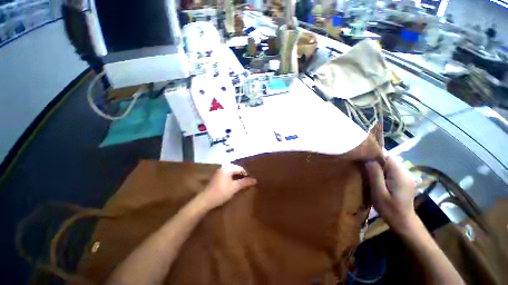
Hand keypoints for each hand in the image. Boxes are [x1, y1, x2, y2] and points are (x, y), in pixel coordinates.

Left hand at [200, 164, 256, 209]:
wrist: (205, 200)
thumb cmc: (221, 192)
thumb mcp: (234, 187)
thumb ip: (244, 182)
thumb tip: (255, 180)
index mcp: (227, 168)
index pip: (240, 168)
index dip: (245, 174)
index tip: (249, 181)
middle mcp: (222, 168)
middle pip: (235, 169)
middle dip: (241, 175)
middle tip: (245, 182)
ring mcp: (218, 172)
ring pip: (230, 172)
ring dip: (236, 176)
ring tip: (240, 183)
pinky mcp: (216, 177)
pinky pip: (226, 175)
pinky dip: (231, 178)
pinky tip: (232, 184)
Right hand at [365, 156, 416, 232]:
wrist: (404, 223)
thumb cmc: (390, 209)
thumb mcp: (379, 192)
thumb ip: (375, 175)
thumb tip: (368, 159)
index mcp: (400, 175)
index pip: (388, 157)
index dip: (375, 155)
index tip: (362, 158)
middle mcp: (406, 173)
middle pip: (389, 159)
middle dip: (376, 160)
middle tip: (363, 165)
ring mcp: (407, 177)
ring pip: (390, 164)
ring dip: (379, 166)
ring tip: (368, 171)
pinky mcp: (405, 181)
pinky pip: (393, 170)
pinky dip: (384, 170)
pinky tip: (377, 177)